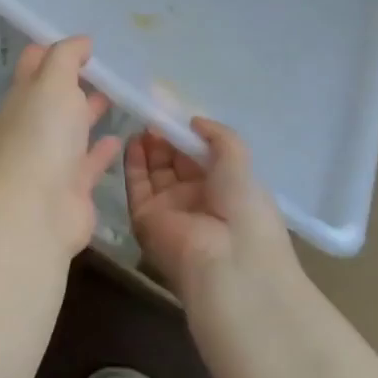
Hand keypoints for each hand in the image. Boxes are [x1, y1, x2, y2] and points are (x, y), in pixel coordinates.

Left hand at [0, 36, 120, 258]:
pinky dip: (103, 149)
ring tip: (118, 95)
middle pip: (54, 96)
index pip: (34, 63)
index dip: (55, 49)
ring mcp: (51, 156)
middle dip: (76, 80)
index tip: (85, 41)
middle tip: (109, 66)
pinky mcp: (72, 185)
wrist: (36, 209)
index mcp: (22, 96)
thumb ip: (66, 57)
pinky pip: (89, 161)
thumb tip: (81, 40)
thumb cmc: (41, 136)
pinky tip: (121, 138)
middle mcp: (33, 124)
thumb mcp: (52, 82)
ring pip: (73, 128)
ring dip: (90, 111)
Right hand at [124, 118, 297, 300]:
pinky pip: (136, 185)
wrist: (227, 262)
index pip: (201, 159)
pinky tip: (134, 140)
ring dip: (149, 148)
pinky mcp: (144, 217)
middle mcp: (196, 200)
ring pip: (154, 172)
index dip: (188, 137)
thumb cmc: (244, 210)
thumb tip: (195, 121)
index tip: (176, 115)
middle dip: (166, 139)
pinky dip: (133, 162)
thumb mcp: (241, 163)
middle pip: (175, 163)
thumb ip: (220, 137)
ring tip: (144, 124)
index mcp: (225, 191)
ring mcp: (169, 209)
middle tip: (156, 116)